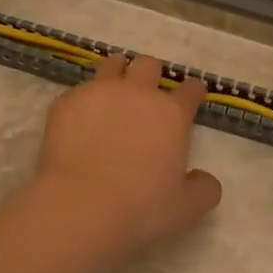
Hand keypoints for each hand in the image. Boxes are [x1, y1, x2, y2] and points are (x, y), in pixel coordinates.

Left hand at [13, 52, 221, 272]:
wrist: (81, 205)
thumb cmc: (140, 207)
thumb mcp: (186, 208)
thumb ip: (204, 189)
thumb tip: (205, 179)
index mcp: (171, 113)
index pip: (190, 89)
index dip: (193, 92)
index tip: (192, 97)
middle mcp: (138, 93)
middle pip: (149, 64)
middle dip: (151, 75)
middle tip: (146, 96)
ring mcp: (100, 92)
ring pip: (112, 64)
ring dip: (117, 74)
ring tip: (112, 94)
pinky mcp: (67, 102)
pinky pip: (78, 91)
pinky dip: (83, 102)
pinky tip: (78, 123)